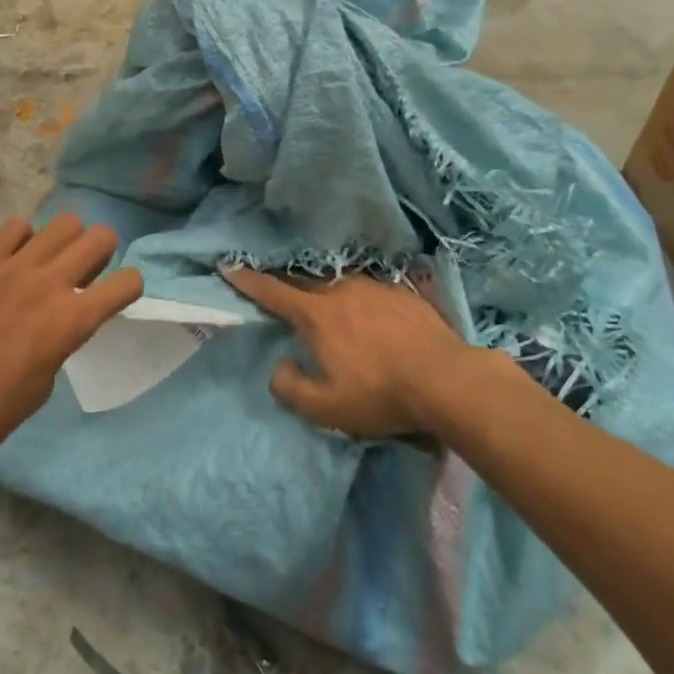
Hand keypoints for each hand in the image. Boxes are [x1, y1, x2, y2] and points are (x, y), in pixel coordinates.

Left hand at [0, 215, 142, 472]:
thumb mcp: (42, 386)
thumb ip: (61, 342)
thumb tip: (61, 320)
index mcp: (69, 322)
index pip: (126, 283)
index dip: (129, 288)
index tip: (118, 297)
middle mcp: (46, 284)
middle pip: (100, 237)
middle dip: (104, 253)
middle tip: (87, 273)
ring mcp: (10, 267)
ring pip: (62, 223)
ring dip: (66, 242)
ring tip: (50, 264)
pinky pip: (14, 228)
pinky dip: (23, 241)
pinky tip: (12, 263)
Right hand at [221, 268, 482, 438]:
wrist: (448, 380)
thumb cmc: (380, 395)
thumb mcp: (324, 408)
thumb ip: (289, 387)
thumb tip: (280, 365)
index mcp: (316, 314)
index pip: (271, 291)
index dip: (246, 279)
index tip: (226, 265)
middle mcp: (341, 290)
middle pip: (303, 281)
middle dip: (284, 284)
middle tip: (274, 288)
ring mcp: (375, 286)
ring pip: (338, 281)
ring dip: (324, 289)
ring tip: (324, 300)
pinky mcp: (402, 292)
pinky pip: (368, 288)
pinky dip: (357, 296)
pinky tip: (367, 310)